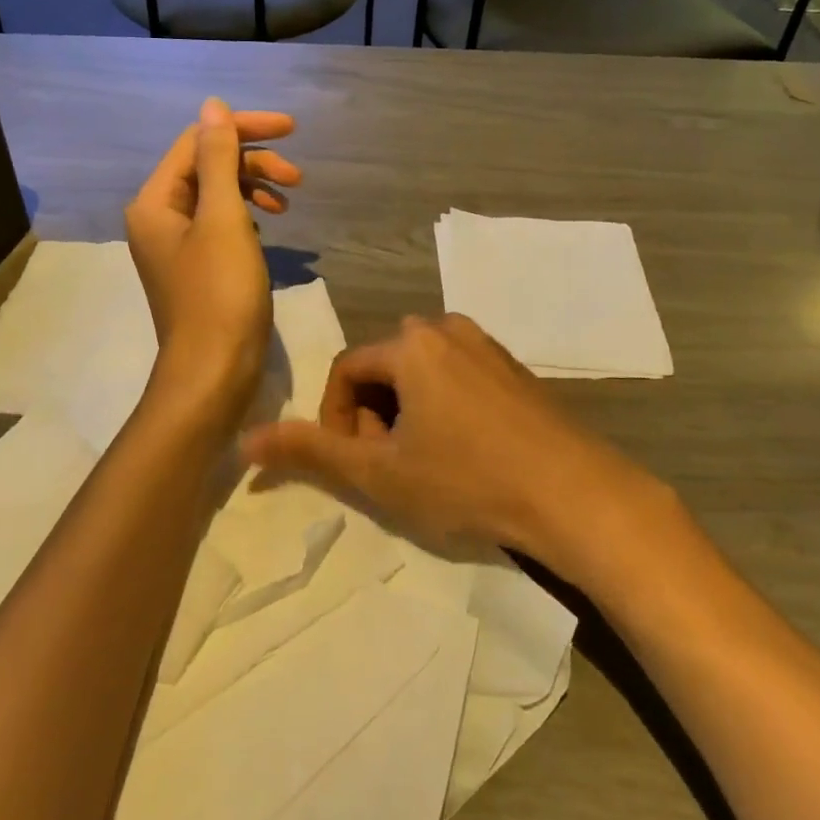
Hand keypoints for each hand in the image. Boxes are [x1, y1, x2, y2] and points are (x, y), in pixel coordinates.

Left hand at [125, 99, 301, 415]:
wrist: (214, 372)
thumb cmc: (220, 293)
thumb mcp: (223, 218)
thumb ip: (218, 158)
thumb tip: (212, 105)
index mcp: (155, 201)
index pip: (198, 142)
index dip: (244, 129)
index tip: (292, 129)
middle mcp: (158, 217)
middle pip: (207, 167)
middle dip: (253, 162)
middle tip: (297, 177)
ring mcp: (176, 245)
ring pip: (217, 196)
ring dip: (254, 188)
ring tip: (289, 201)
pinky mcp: (197, 267)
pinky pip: (221, 224)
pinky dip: (247, 216)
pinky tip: (269, 226)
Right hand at [240, 313, 637, 557]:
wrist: (573, 492)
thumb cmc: (467, 480)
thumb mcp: (381, 473)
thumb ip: (312, 452)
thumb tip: (246, 440)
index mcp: (409, 343)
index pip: (345, 371)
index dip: (336, 419)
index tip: (355, 462)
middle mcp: (445, 327)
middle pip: (383, 369)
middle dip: (373, 416)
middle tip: (391, 466)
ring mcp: (484, 343)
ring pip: (419, 373)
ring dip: (406, 413)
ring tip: (426, 463)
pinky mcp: (512, 365)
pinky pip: (456, 375)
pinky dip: (442, 407)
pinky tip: (465, 452)